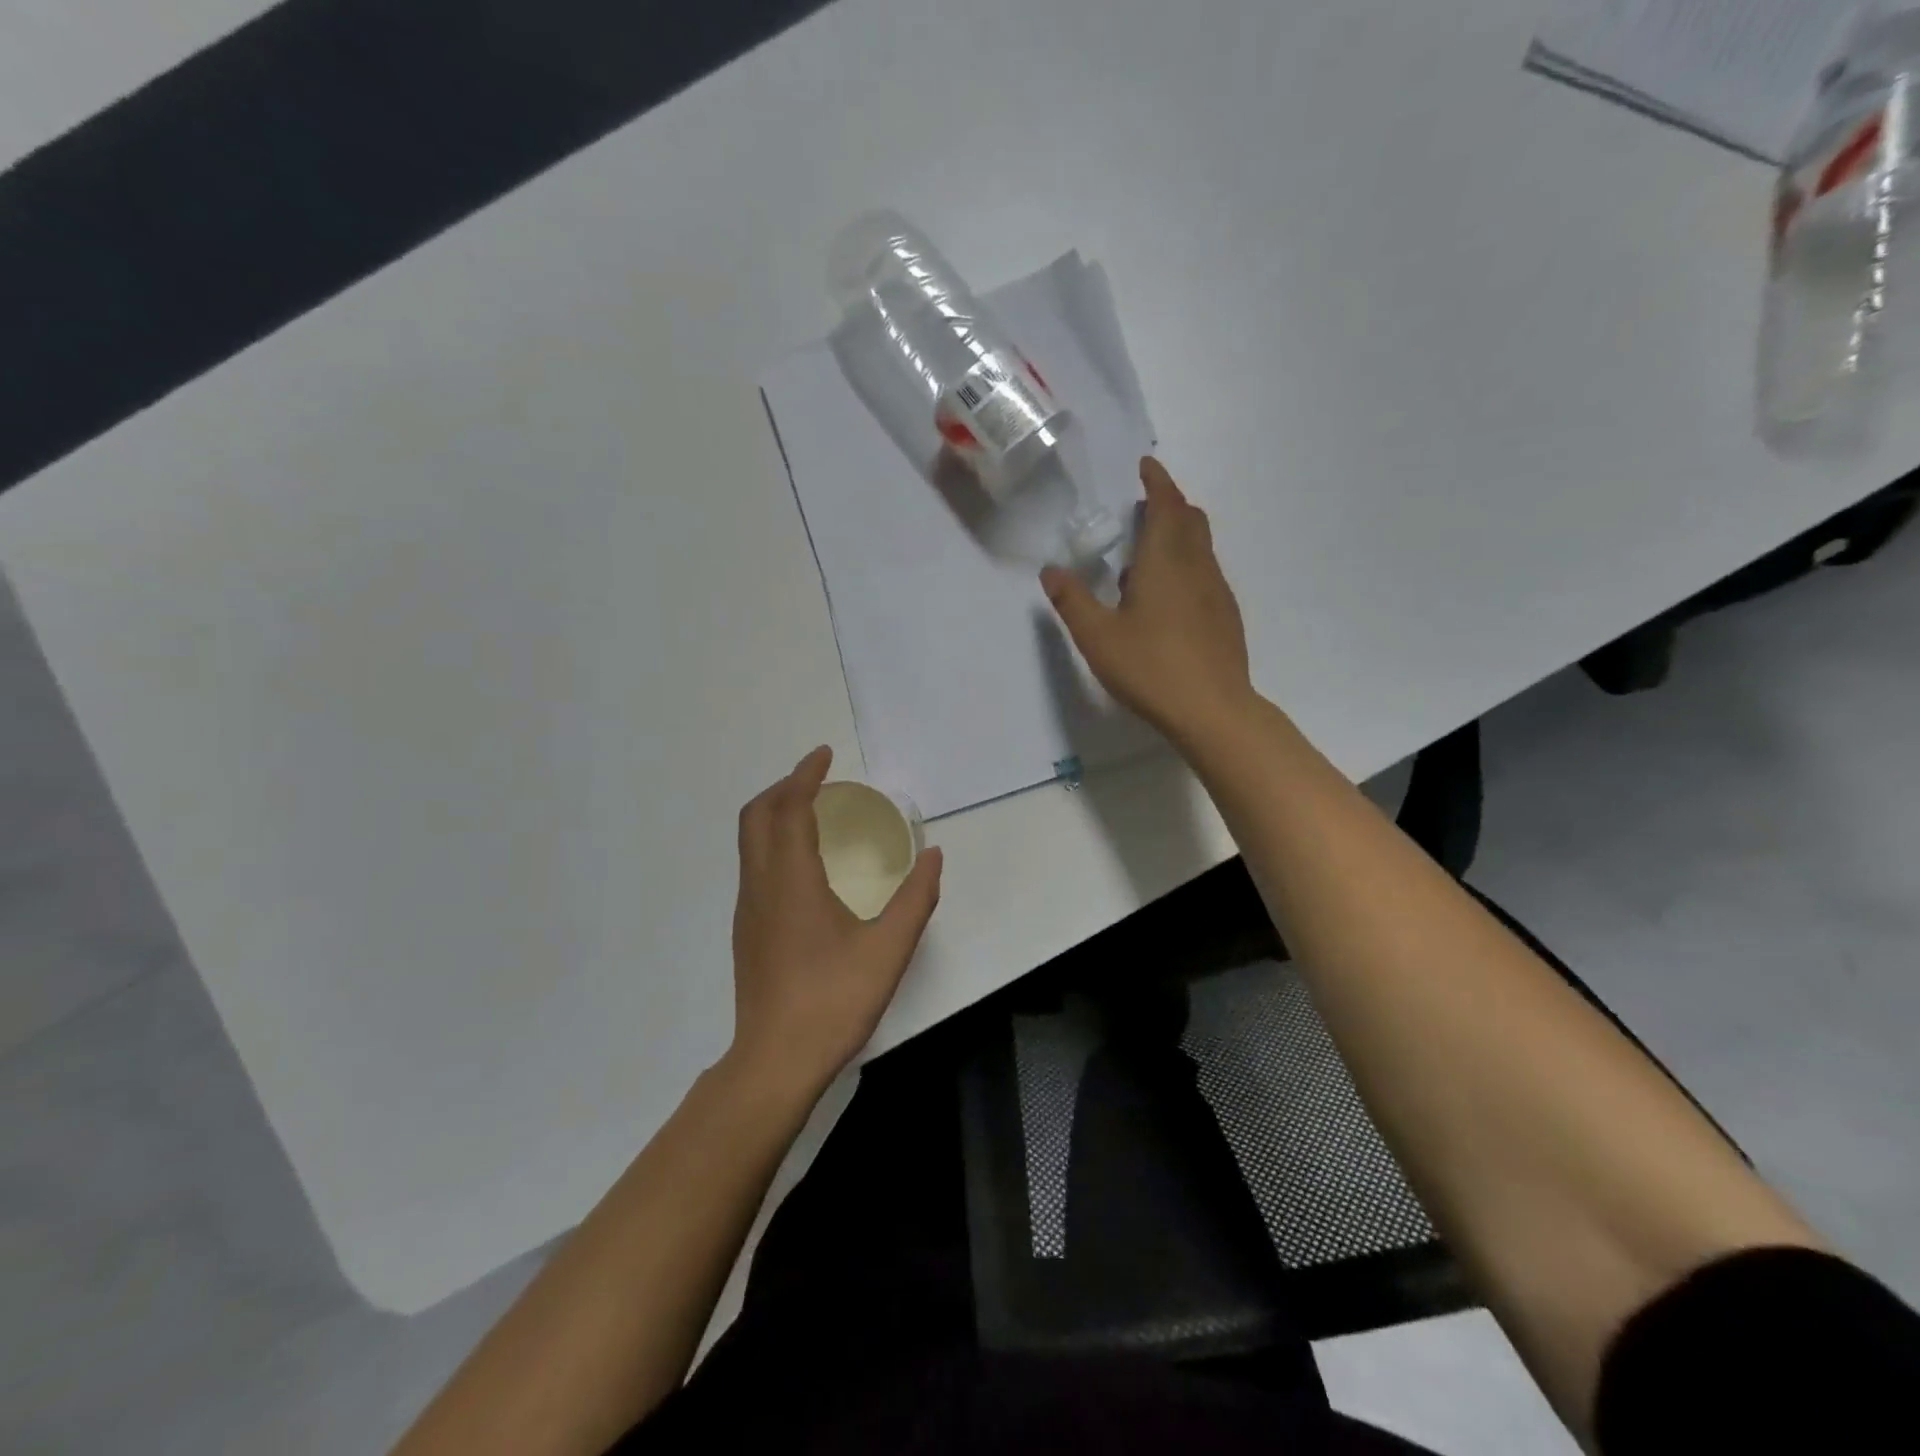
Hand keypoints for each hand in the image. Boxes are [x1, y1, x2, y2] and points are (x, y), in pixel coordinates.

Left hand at [728, 746, 943, 1100]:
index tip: (824, 755)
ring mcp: (748, 910)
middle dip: (784, 787)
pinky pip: (754, 866)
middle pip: (756, 816)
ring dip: (775, 814)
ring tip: (813, 813)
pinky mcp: (747, 932)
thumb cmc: (833, 1000)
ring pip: (749, 842)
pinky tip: (805, 866)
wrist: (775, 1062)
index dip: (805, 775)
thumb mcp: (889, 948)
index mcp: (790, 880)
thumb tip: (933, 856)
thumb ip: (916, 898)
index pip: (789, 808)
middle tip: (819, 779)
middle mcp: (761, 885)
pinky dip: (773, 842)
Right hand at [1041, 457, 1253, 743]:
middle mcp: (1197, 567)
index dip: (1157, 482)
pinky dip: (1186, 565)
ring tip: (1147, 554)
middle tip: (1143, 506)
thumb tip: (1051, 571)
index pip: (1166, 505)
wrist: (1212, 710)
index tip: (1146, 467)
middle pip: (1190, 519)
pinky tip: (1166, 598)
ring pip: (1200, 547)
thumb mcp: (1097, 637)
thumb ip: (1072, 601)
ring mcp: (1216, 592)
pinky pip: (1205, 573)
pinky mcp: (1225, 616)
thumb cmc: (1150, 668)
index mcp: (1164, 561)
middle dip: (1169, 503)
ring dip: (1178, 535)